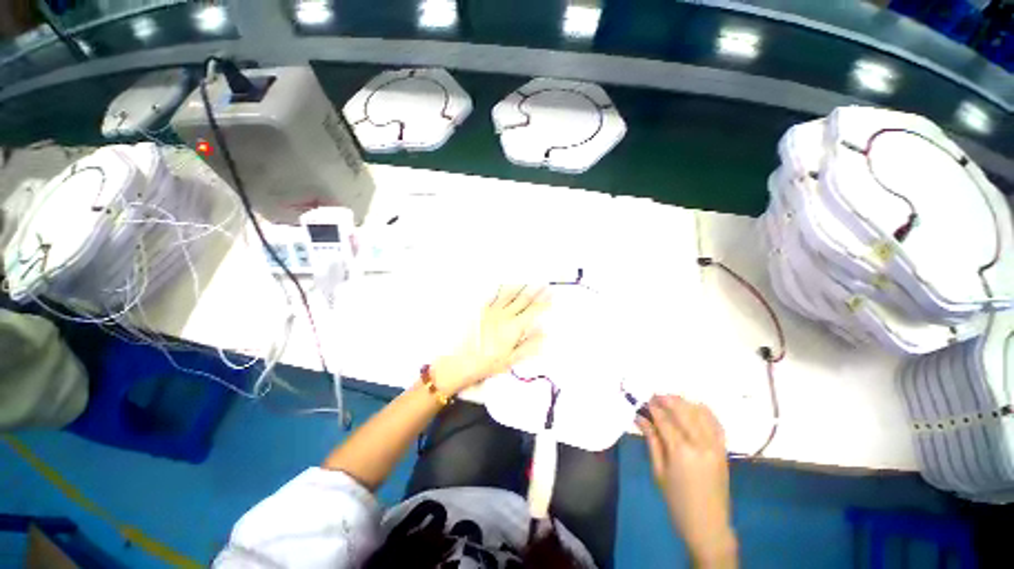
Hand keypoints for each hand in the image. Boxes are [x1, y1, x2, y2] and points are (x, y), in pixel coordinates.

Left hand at [430, 286, 548, 394]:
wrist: (460, 361)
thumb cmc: (487, 363)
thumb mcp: (511, 359)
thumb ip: (529, 345)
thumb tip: (544, 333)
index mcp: (514, 326)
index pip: (533, 311)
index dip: (544, 303)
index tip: (551, 295)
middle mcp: (504, 315)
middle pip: (523, 300)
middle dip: (535, 292)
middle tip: (543, 284)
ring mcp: (492, 311)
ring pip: (509, 295)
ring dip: (520, 288)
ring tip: (528, 281)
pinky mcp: (481, 311)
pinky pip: (494, 297)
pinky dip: (502, 291)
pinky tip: (505, 287)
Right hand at [637, 395, 736, 567]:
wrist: (708, 525)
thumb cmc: (677, 501)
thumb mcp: (659, 471)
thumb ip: (651, 440)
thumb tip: (640, 417)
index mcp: (681, 451)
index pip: (665, 420)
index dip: (653, 407)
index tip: (644, 398)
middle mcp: (700, 444)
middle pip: (684, 411)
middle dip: (668, 399)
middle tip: (655, 395)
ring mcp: (715, 446)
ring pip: (700, 413)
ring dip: (685, 402)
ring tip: (671, 399)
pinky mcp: (724, 450)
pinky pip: (716, 423)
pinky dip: (705, 411)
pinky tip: (694, 407)